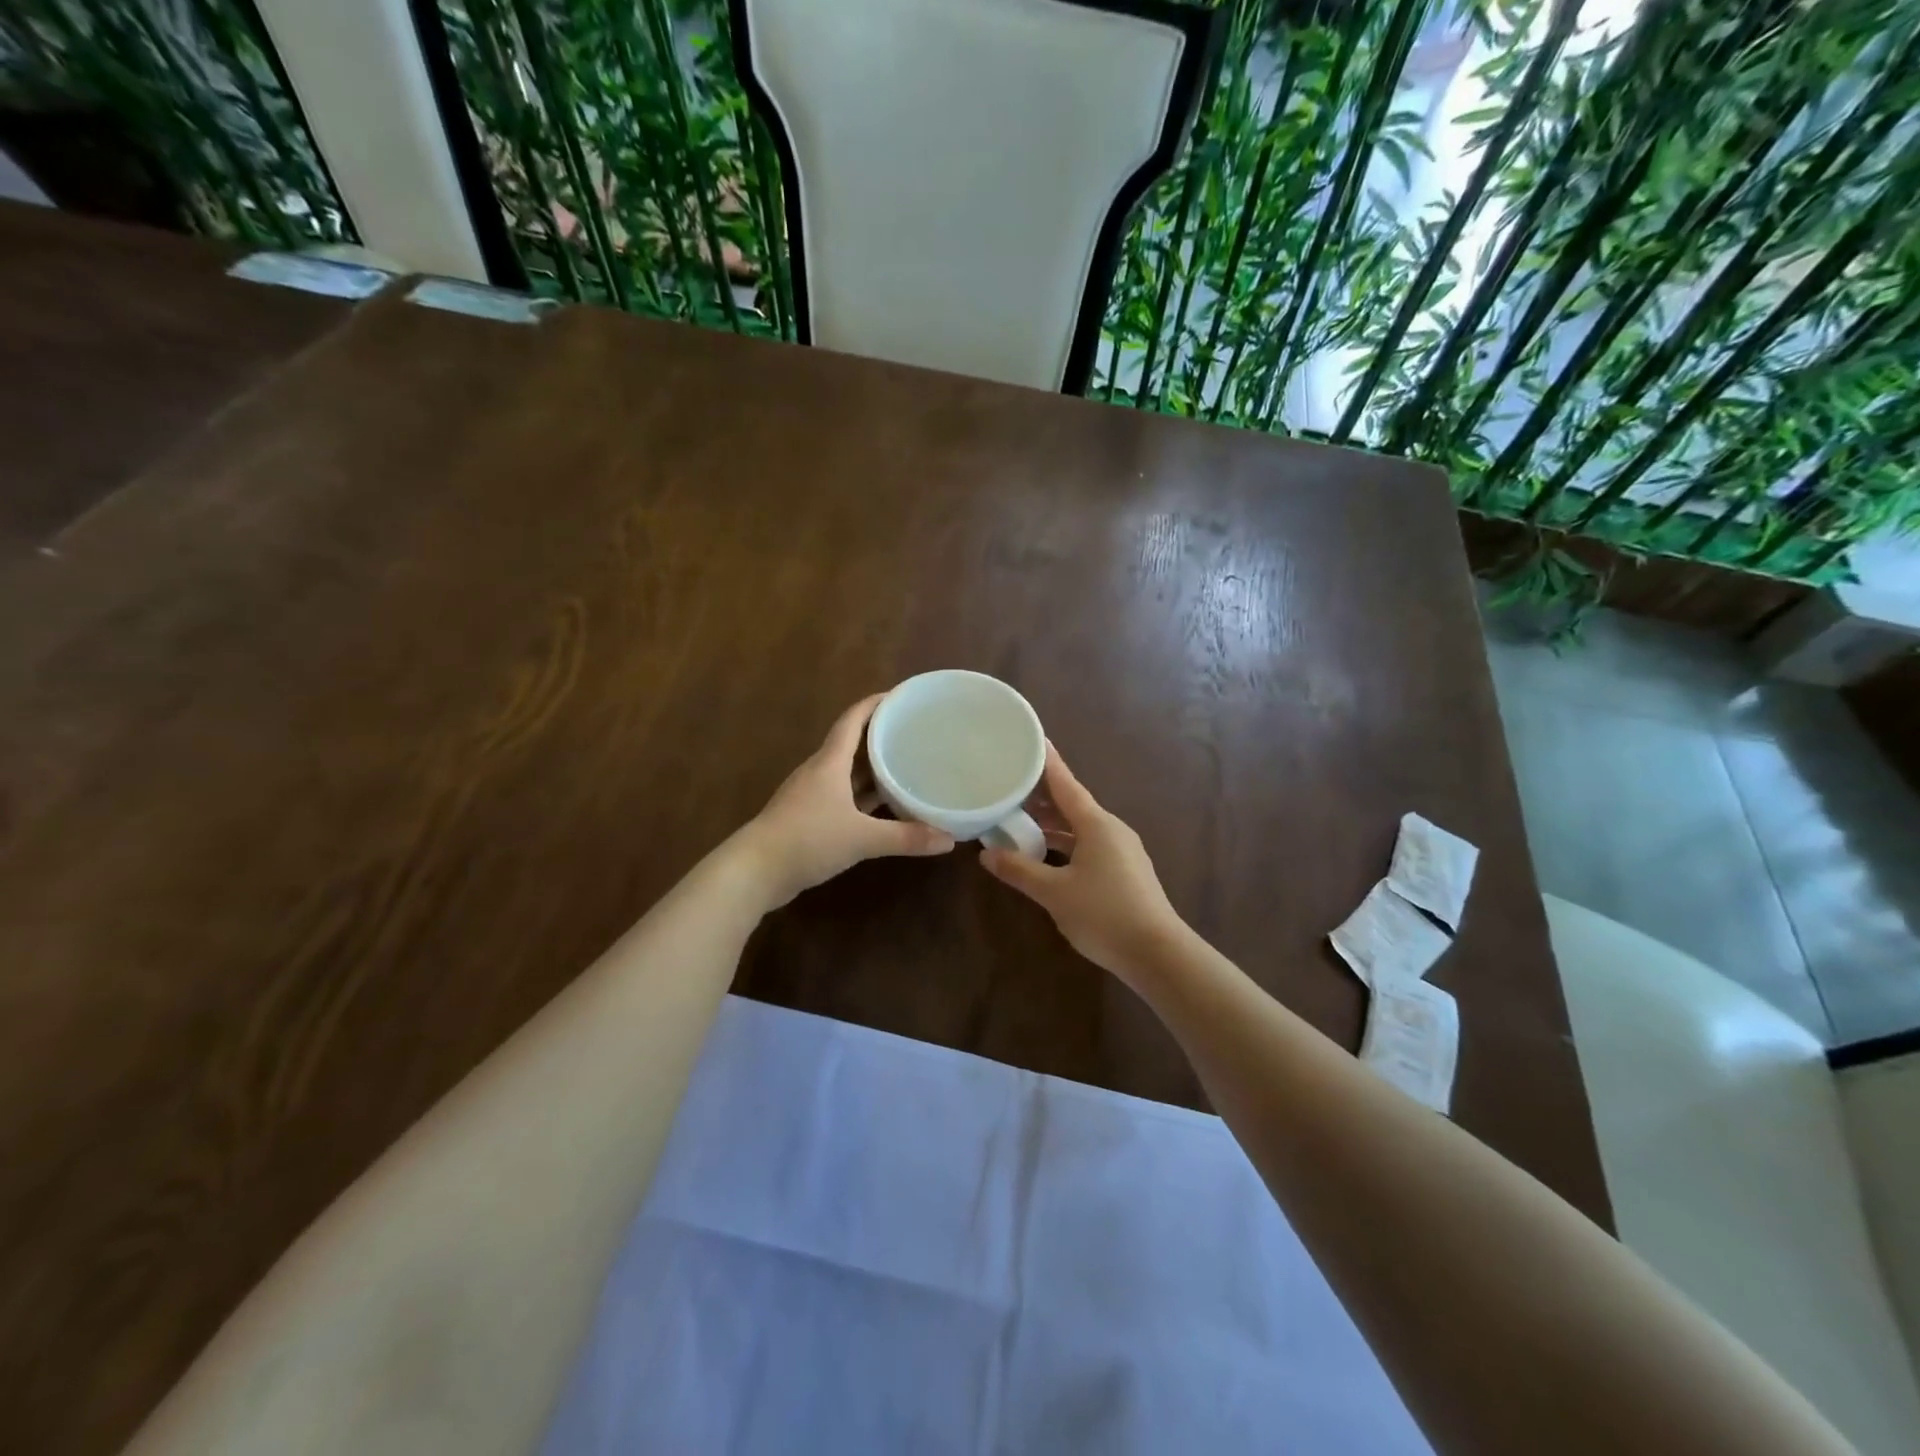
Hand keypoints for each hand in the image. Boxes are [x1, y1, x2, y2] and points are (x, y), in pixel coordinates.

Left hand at [737, 694, 954, 908]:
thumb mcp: (862, 838)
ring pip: (848, 773)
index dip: (876, 703)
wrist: (754, 872)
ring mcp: (812, 795)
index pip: (853, 719)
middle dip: (882, 736)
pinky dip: (864, 797)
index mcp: (830, 762)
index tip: (902, 696)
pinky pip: (844, 797)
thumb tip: (950, 840)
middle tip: (916, 732)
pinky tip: (884, 806)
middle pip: (853, 744)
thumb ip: (905, 837)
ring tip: (907, 765)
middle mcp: (820, 772)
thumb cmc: (807, 840)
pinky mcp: (809, 818)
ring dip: (874, 768)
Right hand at [981, 745, 1187, 982]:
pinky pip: (1088, 844)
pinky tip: (1046, 853)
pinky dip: (1065, 842)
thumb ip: (1020, 871)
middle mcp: (1111, 829)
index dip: (1047, 762)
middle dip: (1042, 795)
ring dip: (1052, 823)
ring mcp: (1121, 850)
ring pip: (1080, 827)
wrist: (1157, 954)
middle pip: (1072, 804)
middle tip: (1011, 783)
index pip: (1066, 784)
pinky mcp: (1124, 871)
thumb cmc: (1104, 915)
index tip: (1033, 739)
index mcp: (1096, 824)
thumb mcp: (1054, 893)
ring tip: (1019, 818)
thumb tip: (987, 855)